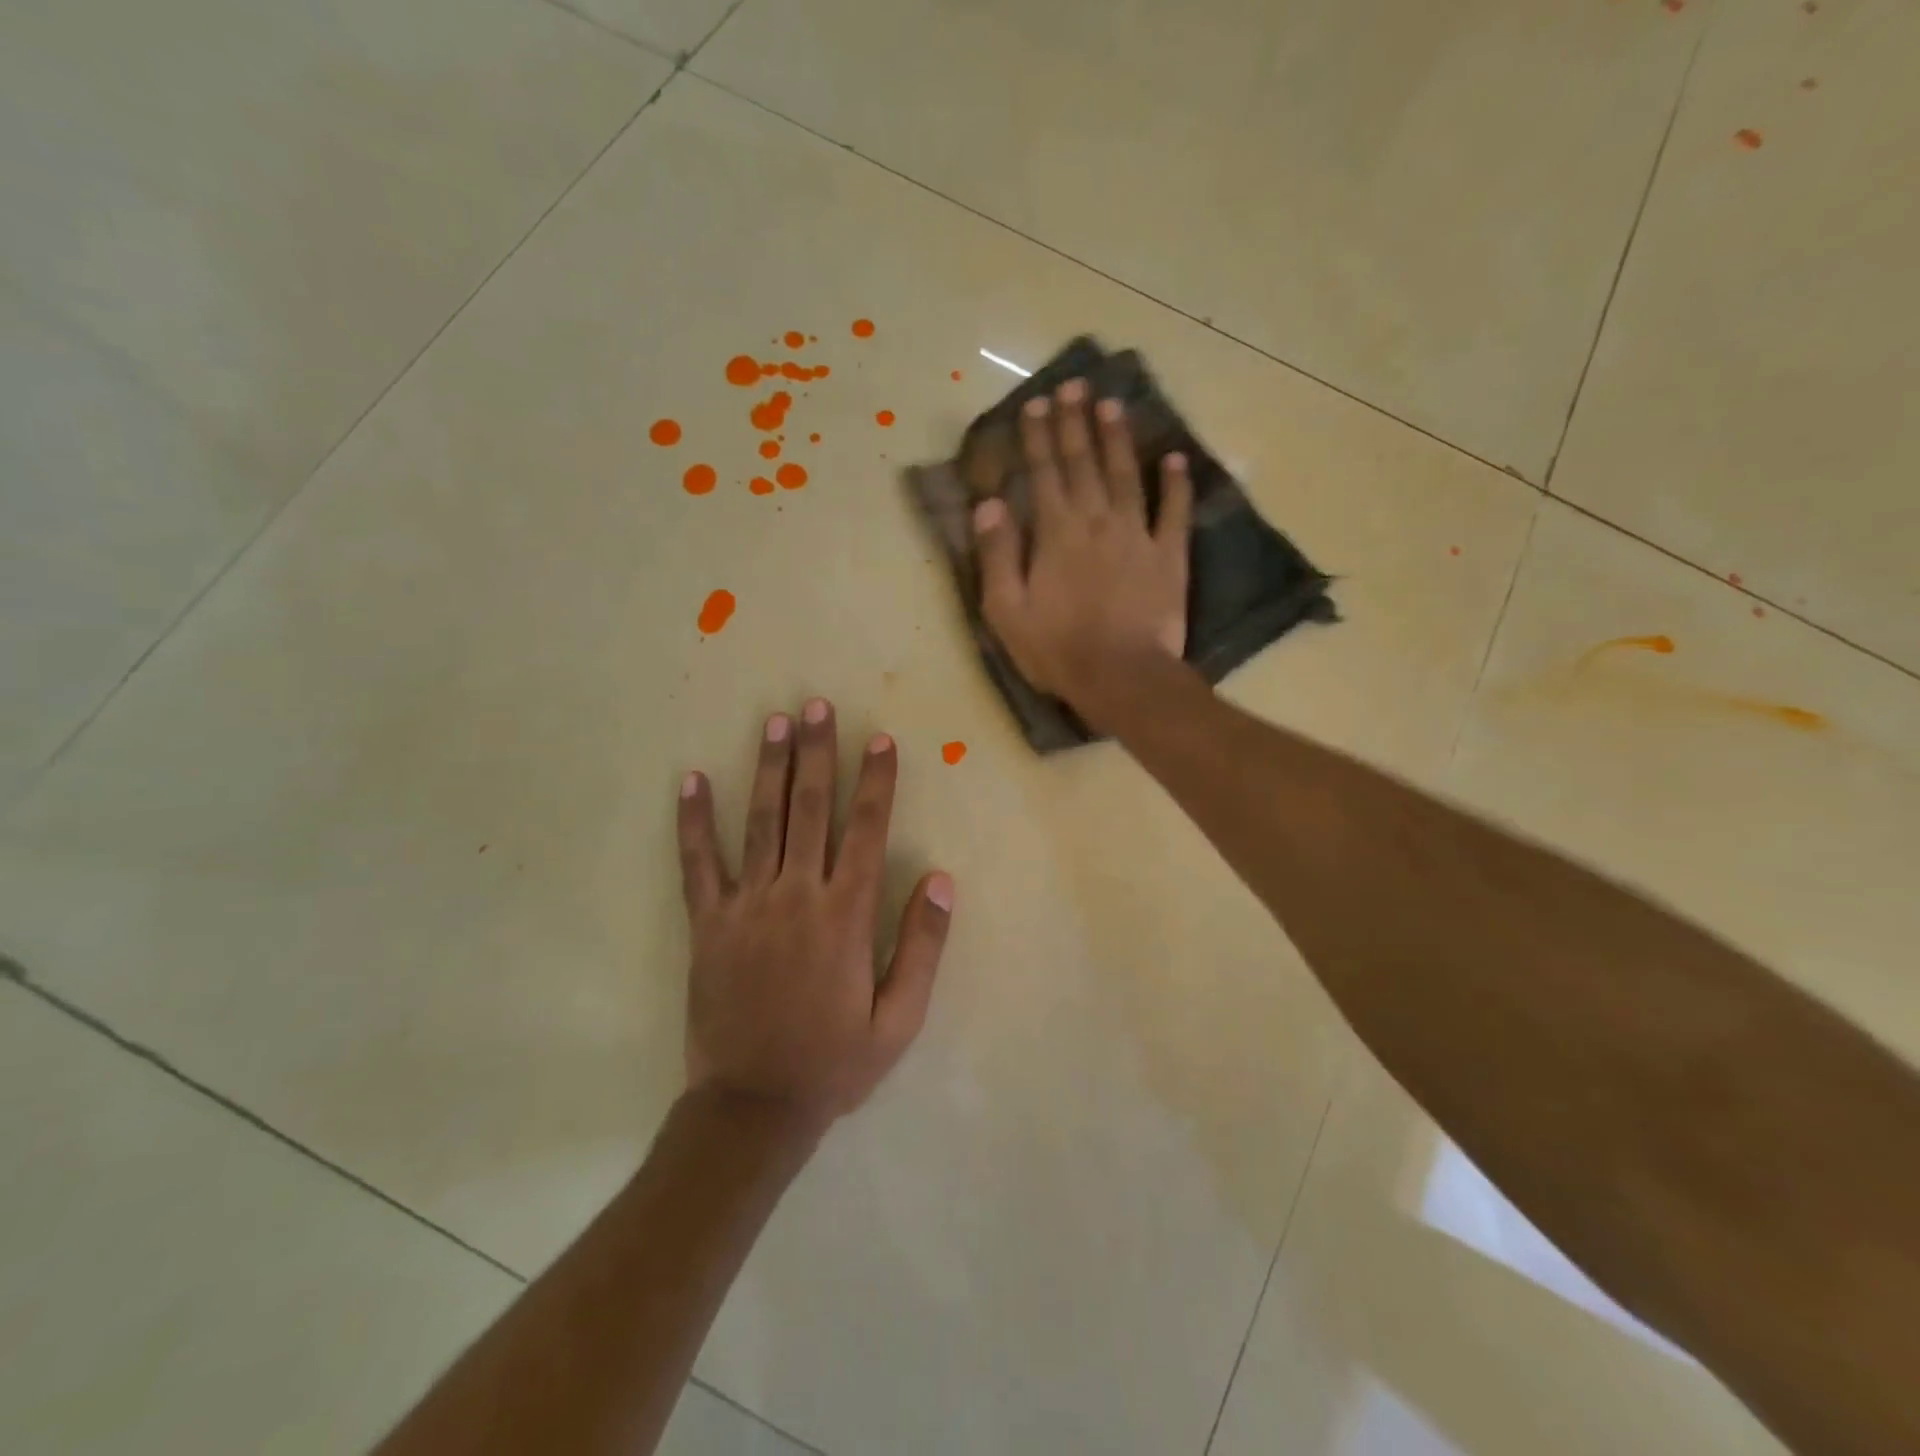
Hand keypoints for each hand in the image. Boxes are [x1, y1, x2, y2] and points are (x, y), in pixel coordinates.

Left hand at [676, 699, 953, 1135]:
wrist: (753, 1107)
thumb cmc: (835, 1062)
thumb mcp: (900, 1018)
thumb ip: (923, 946)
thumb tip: (942, 879)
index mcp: (846, 915)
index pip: (866, 831)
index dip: (876, 782)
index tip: (879, 740)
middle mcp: (797, 896)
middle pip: (810, 809)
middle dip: (817, 753)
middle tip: (817, 706)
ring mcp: (747, 907)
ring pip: (761, 822)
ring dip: (769, 768)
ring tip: (774, 723)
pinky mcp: (709, 924)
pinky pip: (699, 864)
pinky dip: (694, 821)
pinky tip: (691, 781)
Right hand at [972, 379, 1192, 721]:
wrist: (1122, 677)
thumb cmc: (1057, 649)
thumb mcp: (1006, 611)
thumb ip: (997, 555)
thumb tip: (989, 505)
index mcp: (1055, 534)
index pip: (1044, 473)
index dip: (1039, 437)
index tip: (1037, 404)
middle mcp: (1096, 522)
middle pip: (1084, 463)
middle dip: (1076, 423)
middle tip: (1075, 386)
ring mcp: (1137, 535)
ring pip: (1126, 475)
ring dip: (1118, 438)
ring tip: (1112, 404)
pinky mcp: (1169, 556)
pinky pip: (1174, 511)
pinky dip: (1176, 483)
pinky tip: (1174, 458)